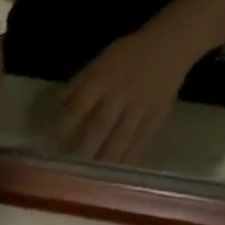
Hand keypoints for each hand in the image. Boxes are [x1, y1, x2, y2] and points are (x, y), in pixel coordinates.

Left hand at [54, 28, 191, 164]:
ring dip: (104, 161)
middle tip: (70, 169)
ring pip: (120, 139)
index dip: (65, 126)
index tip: (52, 145)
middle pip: (99, 127)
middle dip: (83, 149)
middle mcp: (120, 95)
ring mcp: (140, 108)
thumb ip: (79, 85)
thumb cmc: (129, 54)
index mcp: (103, 79)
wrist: (172, 45)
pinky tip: (116, 175)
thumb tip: (58, 109)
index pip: (79, 106)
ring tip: (91, 179)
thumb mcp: (100, 61)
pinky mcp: (156, 117)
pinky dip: (126, 159)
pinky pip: (140, 142)